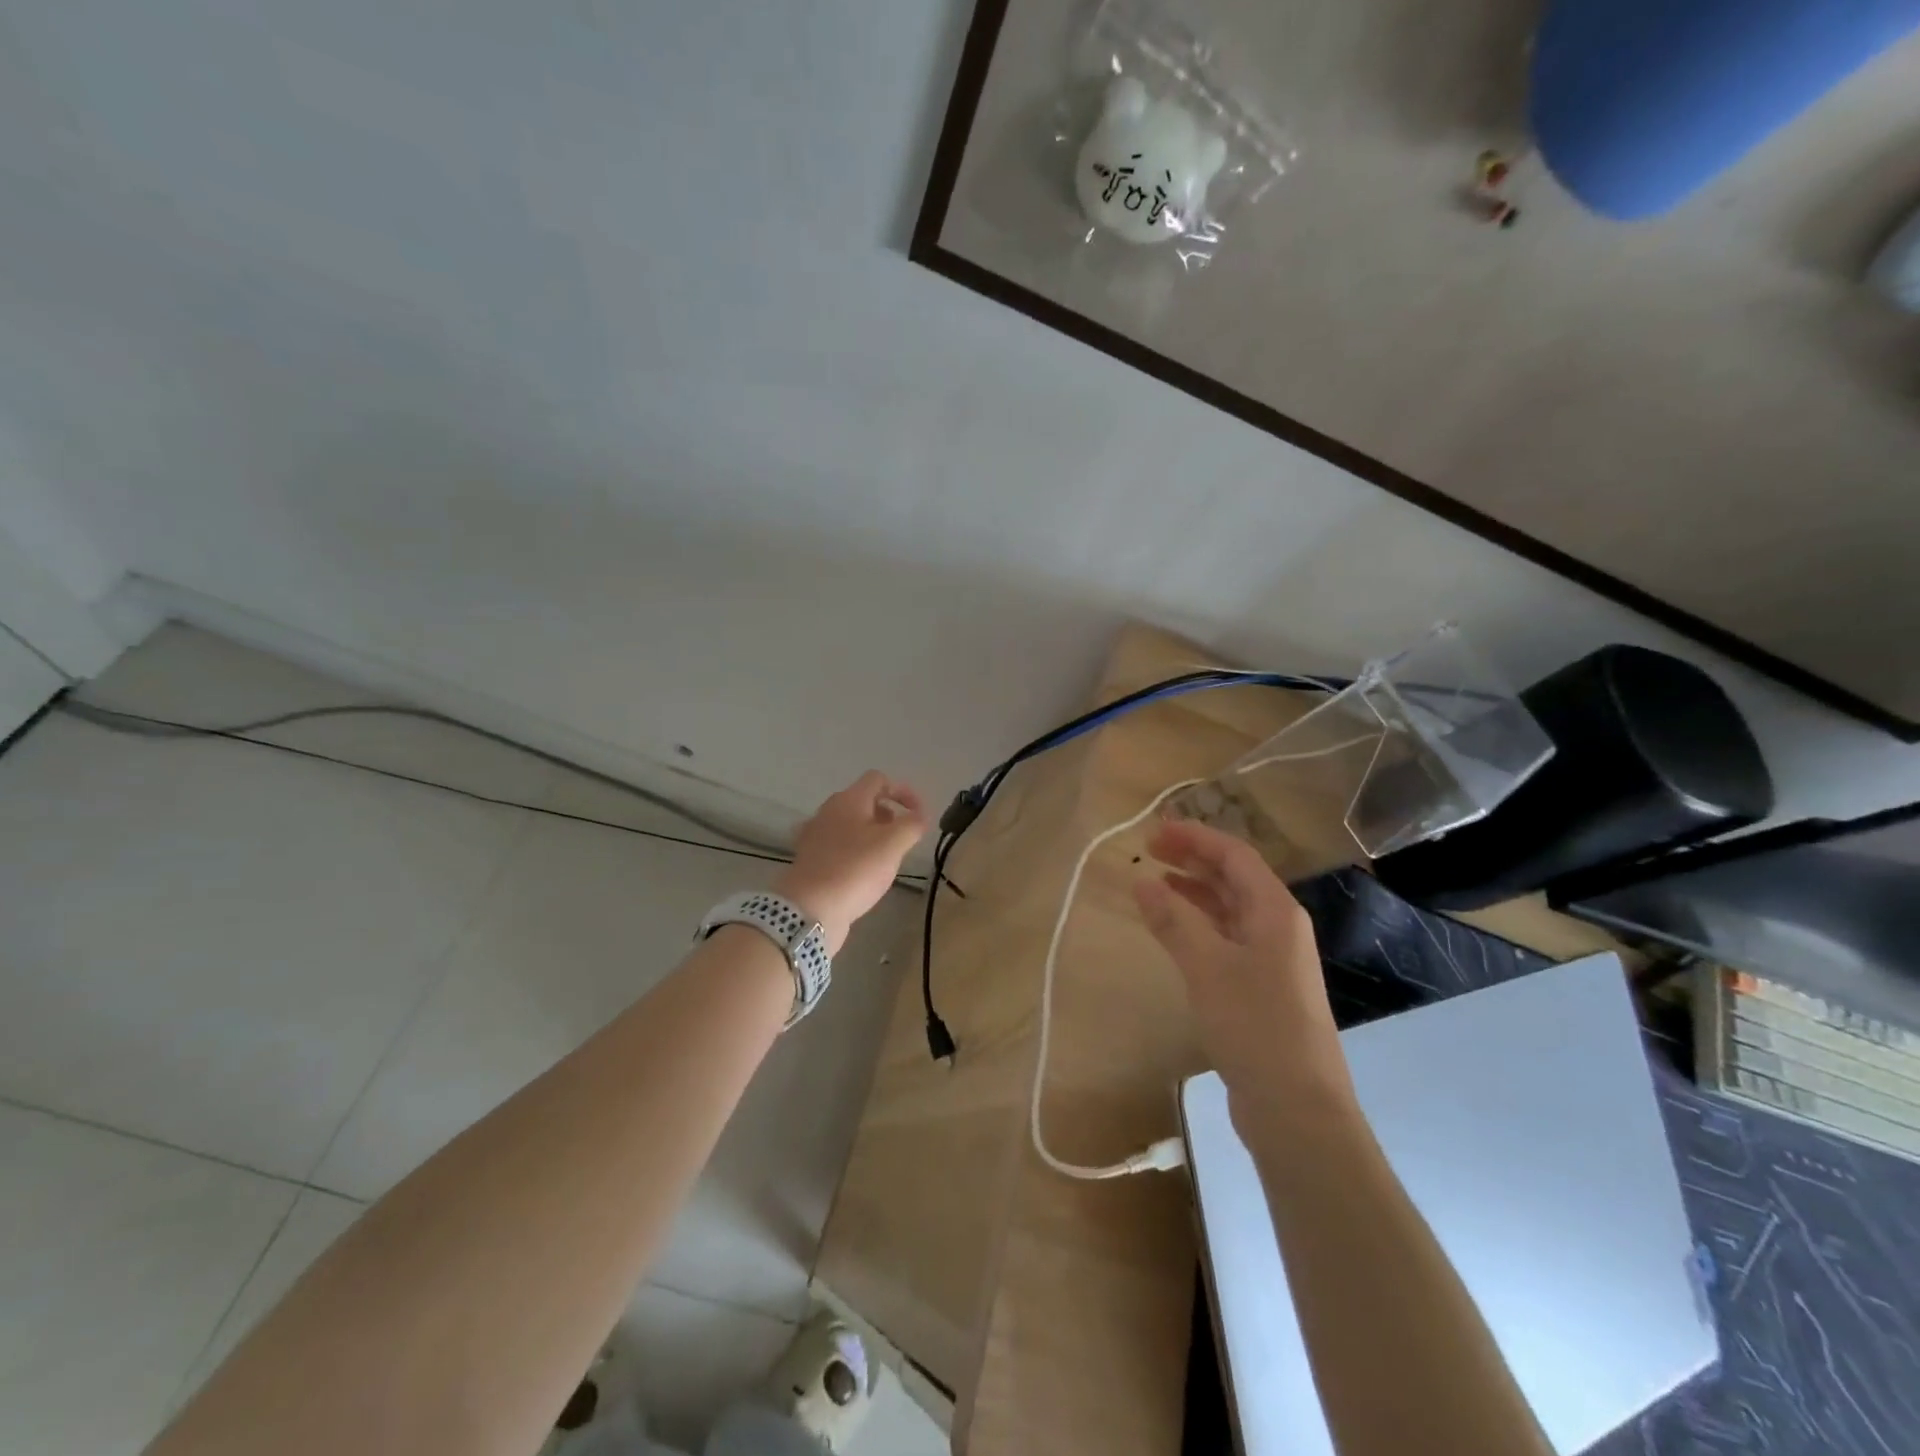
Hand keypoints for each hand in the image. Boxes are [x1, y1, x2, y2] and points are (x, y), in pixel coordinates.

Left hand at [775, 771, 927, 953]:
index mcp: (848, 800)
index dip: (903, 791)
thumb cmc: (855, 869)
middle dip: (888, 814)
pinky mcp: (810, 859)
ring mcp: (815, 835)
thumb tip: (919, 816)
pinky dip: (854, 851)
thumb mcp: (893, 844)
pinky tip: (862, 872)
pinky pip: (838, 846)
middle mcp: (828, 811)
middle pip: (863, 801)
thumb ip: (912, 825)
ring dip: (872, 834)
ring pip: (850, 824)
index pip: (878, 779)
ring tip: (885, 858)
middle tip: (902, 838)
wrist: (809, 909)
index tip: (918, 814)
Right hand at [1132, 819, 1353, 1129]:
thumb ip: (1174, 920)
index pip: (1234, 855)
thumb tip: (1142, 879)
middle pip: (1234, 878)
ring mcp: (1272, 960)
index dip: (1195, 837)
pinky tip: (1173, 931)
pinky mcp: (1261, 988)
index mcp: (1275, 912)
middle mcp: (1277, 928)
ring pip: (1229, 909)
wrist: (1298, 1108)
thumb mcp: (1208, 966)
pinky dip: (1198, 926)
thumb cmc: (1256, 1026)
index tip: (1154, 830)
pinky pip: (1226, 939)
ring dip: (1193, 892)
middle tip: (1149, 850)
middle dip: (1193, 859)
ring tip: (1154, 883)